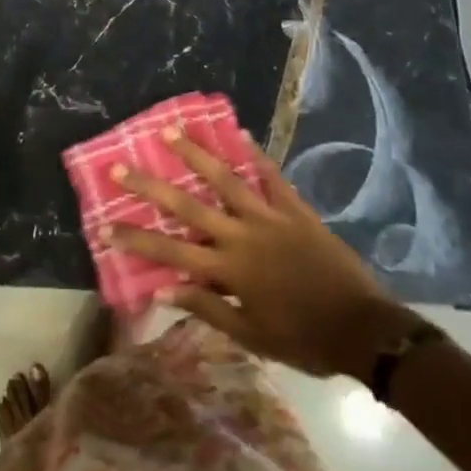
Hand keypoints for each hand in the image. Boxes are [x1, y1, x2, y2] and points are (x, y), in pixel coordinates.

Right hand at [103, 123, 416, 380]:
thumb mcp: (251, 335)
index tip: (105, 225)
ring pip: (226, 180)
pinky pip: (273, 178)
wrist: (365, 330)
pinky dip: (256, 155)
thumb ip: (207, 308)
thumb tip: (163, 289)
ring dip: (195, 154)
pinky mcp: (297, 211)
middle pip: (187, 207)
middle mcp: (242, 236)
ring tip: (171, 131)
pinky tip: (241, 132)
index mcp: (228, 269)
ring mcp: (270, 218)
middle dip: (150, 186)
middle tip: (120, 166)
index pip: (170, 252)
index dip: (135, 239)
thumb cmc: (303, 339)